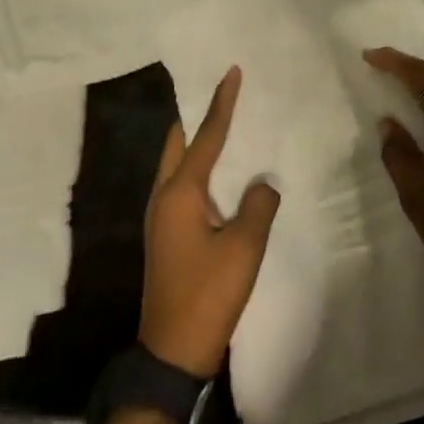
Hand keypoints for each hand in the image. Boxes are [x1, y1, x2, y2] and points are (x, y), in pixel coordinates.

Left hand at [140, 67, 280, 378]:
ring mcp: (161, 217)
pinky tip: (220, 174)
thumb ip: (258, 205)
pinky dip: (198, 167)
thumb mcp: (244, 247)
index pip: (205, 136)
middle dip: (197, 115)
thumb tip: (262, 183)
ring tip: (222, 123)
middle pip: (178, 143)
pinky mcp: (167, 235)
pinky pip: (181, 185)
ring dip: (195, 142)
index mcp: (180, 193)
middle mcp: (164, 197)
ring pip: (176, 165)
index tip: (230, 72)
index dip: (221, 103)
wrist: (173, 350)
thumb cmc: (209, 294)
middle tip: (221, 93)